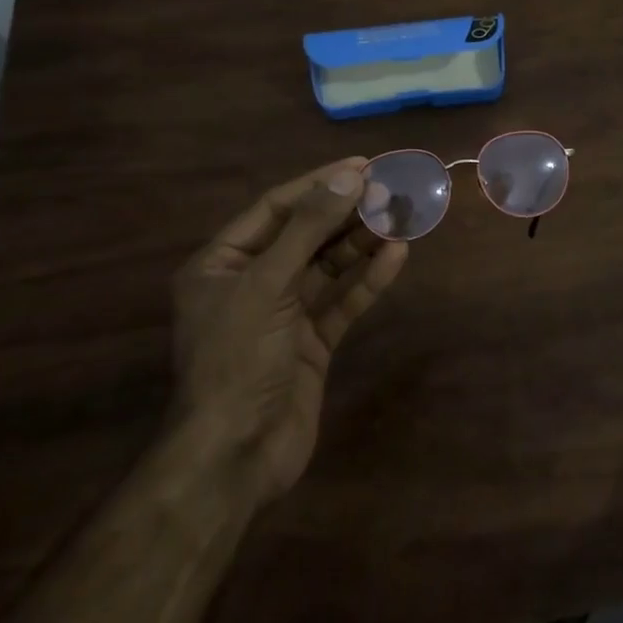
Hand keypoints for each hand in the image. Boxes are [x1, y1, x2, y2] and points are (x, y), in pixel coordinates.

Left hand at [172, 158, 407, 505]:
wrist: (235, 456)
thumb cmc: (238, 358)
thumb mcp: (267, 284)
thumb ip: (308, 229)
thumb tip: (349, 177)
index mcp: (221, 264)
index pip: (276, 209)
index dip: (319, 184)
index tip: (362, 166)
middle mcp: (251, 283)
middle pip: (305, 235)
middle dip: (346, 212)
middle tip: (390, 189)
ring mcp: (283, 315)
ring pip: (327, 267)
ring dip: (361, 242)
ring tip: (400, 216)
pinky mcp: (310, 343)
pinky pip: (342, 302)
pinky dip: (368, 280)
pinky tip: (397, 256)